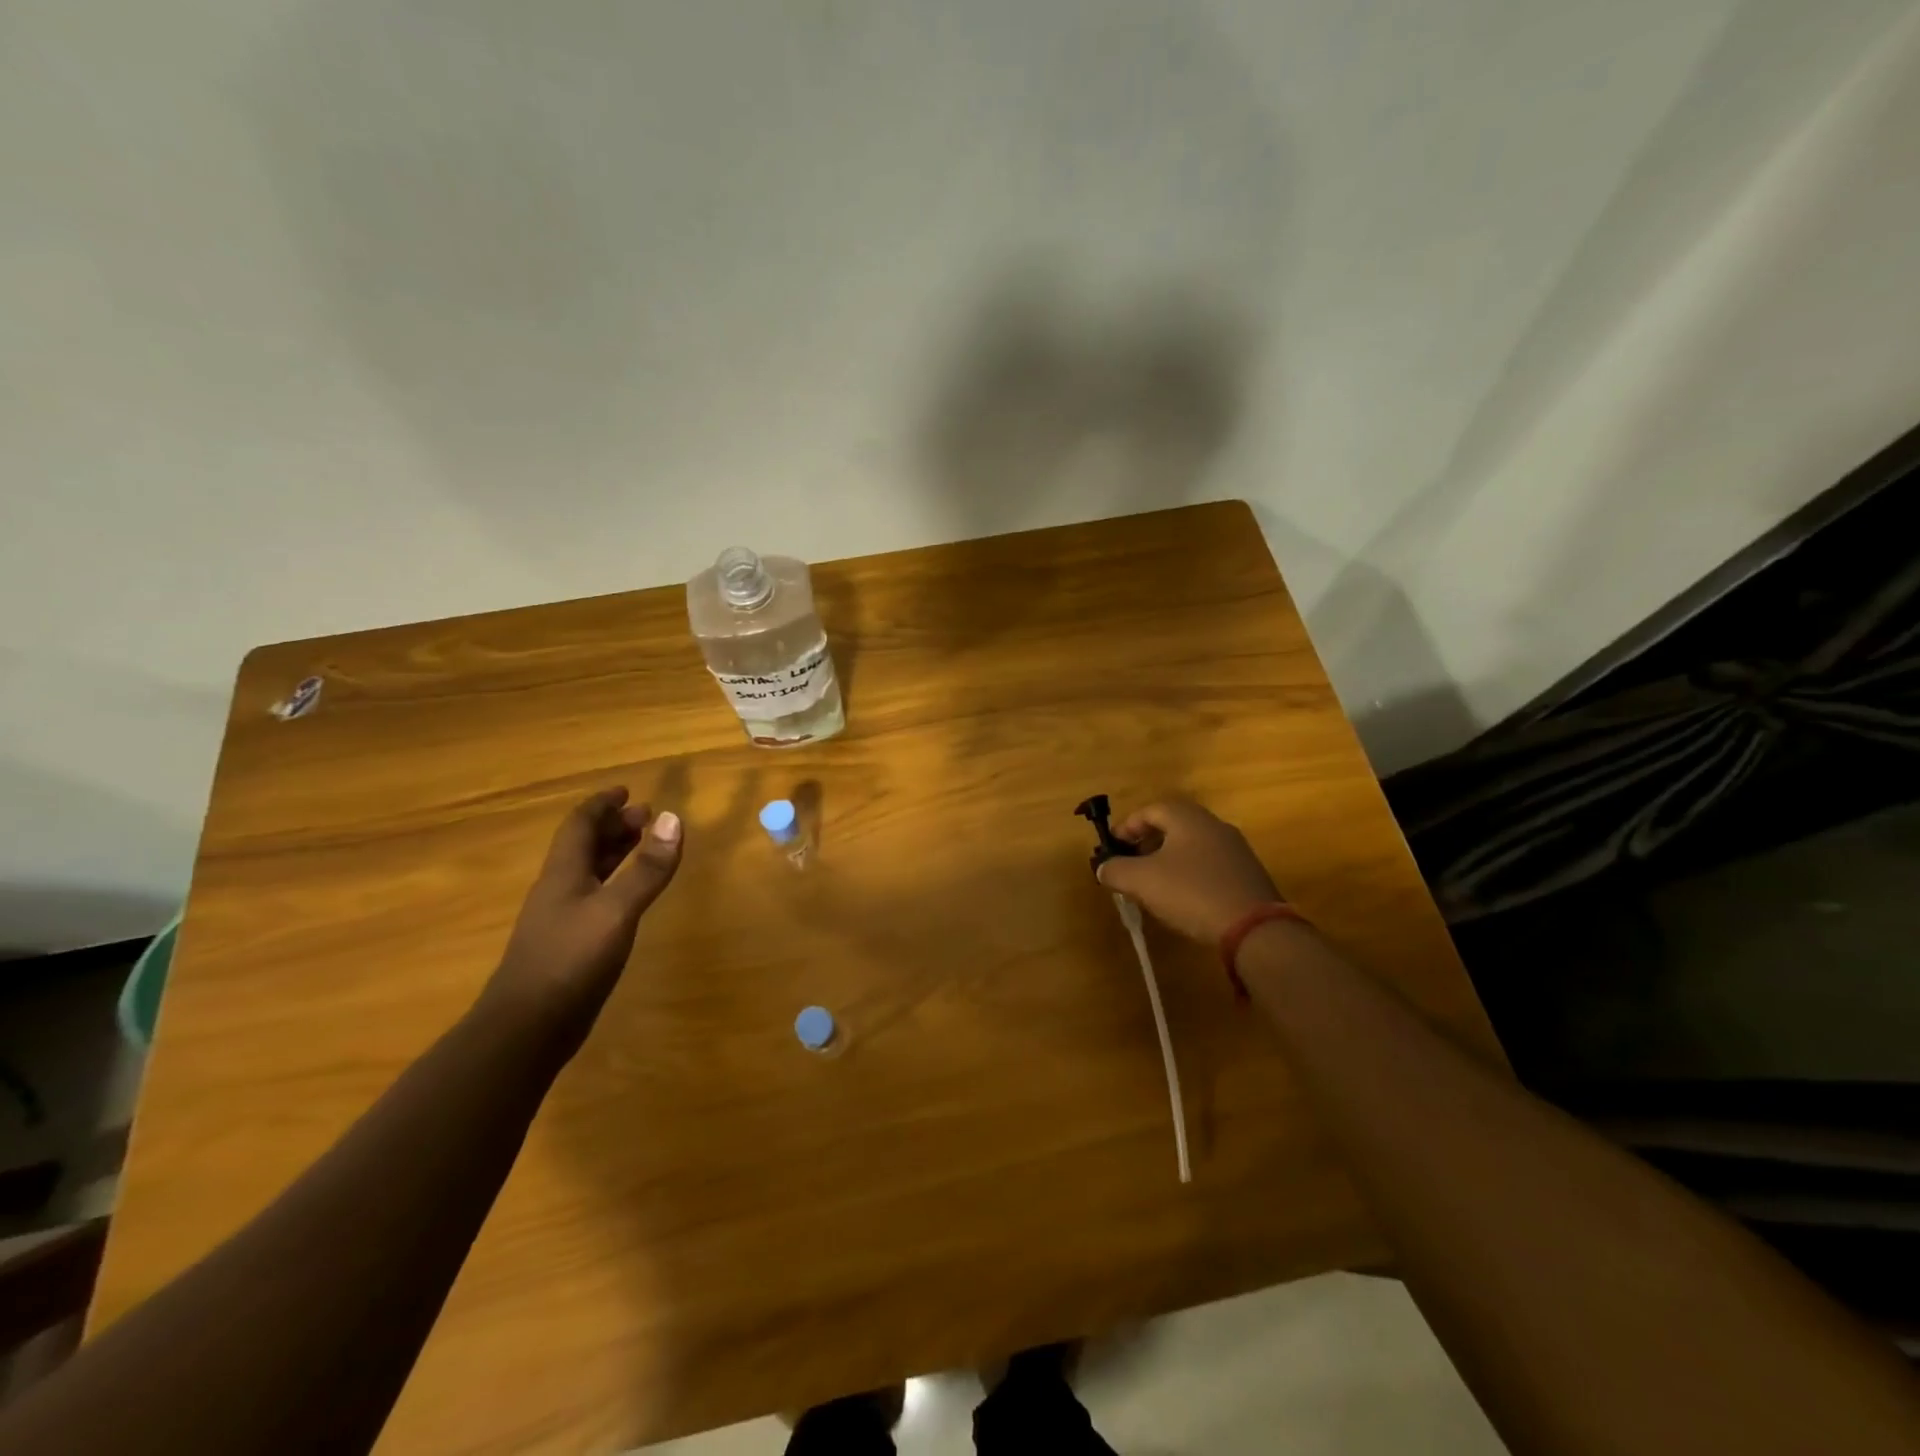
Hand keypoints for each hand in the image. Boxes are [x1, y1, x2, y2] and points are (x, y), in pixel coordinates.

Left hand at [486, 788, 682, 1037]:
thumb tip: (673, 819)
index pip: (580, 825)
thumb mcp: (616, 910)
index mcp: (563, 873)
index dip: (602, 804)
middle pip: (584, 846)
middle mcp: (559, 889)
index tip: (627, 790)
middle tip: (647, 816)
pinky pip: (595, 897)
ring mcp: (561, 919)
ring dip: (615, 853)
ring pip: (589, 872)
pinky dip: (616, 883)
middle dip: (614, 826)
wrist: (526, 1029)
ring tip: (644, 845)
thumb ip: (647, 868)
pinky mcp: (570, 945)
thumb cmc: (570, 960)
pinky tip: (631, 896)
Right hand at [1096, 798, 1280, 944]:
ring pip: (1191, 846)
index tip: (1112, 848)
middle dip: (1146, 843)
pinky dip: (1188, 874)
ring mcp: (1235, 850)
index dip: (1126, 827)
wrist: (1255, 929)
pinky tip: (1181, 898)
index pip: (1150, 810)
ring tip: (1152, 884)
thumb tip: (1103, 867)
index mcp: (1188, 818)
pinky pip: (1208, 865)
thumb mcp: (1142, 881)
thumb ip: (1115, 870)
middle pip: (1172, 825)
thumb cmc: (1192, 893)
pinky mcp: (1246, 875)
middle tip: (1130, 864)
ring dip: (1167, 859)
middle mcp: (1214, 825)